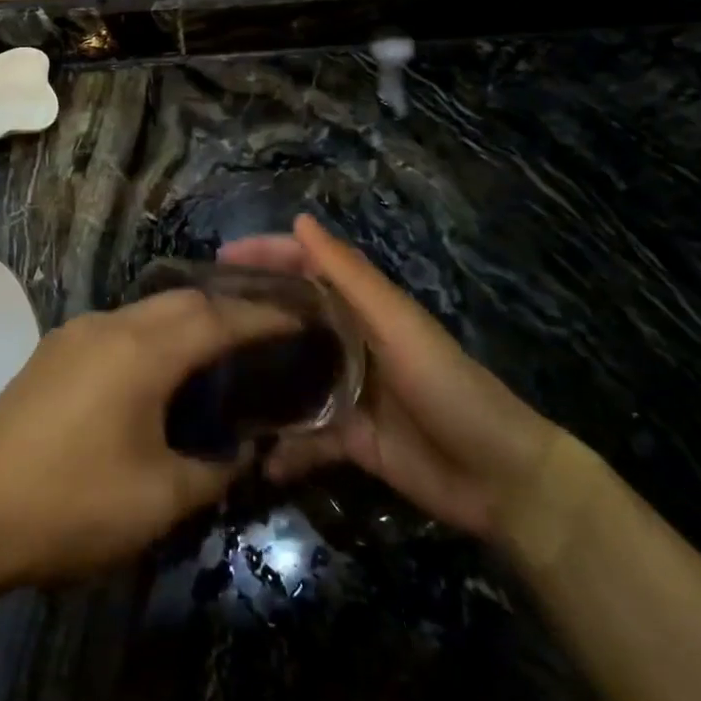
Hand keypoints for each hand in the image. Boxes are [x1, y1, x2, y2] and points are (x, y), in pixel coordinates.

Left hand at [0, 290, 295, 586]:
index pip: (217, 319)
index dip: (262, 318)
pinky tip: (157, 369)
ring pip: (146, 310)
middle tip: (263, 332)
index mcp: (141, 351)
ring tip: (216, 349)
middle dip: (227, 309)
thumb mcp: (159, 499)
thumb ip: (214, 470)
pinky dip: (152, 335)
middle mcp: (109, 325)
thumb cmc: (73, 505)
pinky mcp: (52, 351)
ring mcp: (74, 334)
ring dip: (186, 320)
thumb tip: (244, 451)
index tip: (299, 318)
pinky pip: (118, 327)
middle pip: (181, 300)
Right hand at [219, 216, 557, 541]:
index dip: (266, 254)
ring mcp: (346, 391)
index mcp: (363, 306)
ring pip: (289, 375)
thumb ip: (350, 277)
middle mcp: (349, 341)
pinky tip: (253, 456)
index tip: (218, 258)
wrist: (502, 479)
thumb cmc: (449, 386)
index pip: (305, 266)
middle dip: (250, 313)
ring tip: (207, 383)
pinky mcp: (349, 439)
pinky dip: (284, 447)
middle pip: (290, 317)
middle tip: (198, 319)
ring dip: (256, 379)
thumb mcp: (398, 325)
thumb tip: (300, 221)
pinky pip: (305, 437)